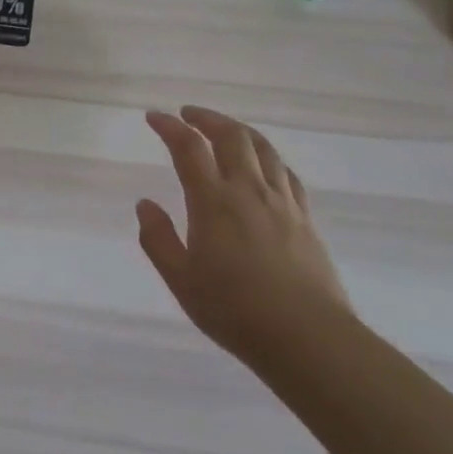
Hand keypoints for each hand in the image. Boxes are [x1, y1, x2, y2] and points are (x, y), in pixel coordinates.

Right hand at [137, 107, 349, 360]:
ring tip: (224, 130)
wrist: (307, 338)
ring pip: (263, 149)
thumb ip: (158, 238)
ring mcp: (282, 202)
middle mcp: (249, 191)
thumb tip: (145, 204)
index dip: (170, 127)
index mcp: (214, 202)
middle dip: (207, 118)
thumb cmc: (234, 310)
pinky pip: (286, 173)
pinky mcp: (305, 219)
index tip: (154, 117)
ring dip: (239, 130)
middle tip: (188, 115)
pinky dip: (268, 157)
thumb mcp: (181, 279)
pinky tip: (263, 165)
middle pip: (231, 136)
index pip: (189, 149)